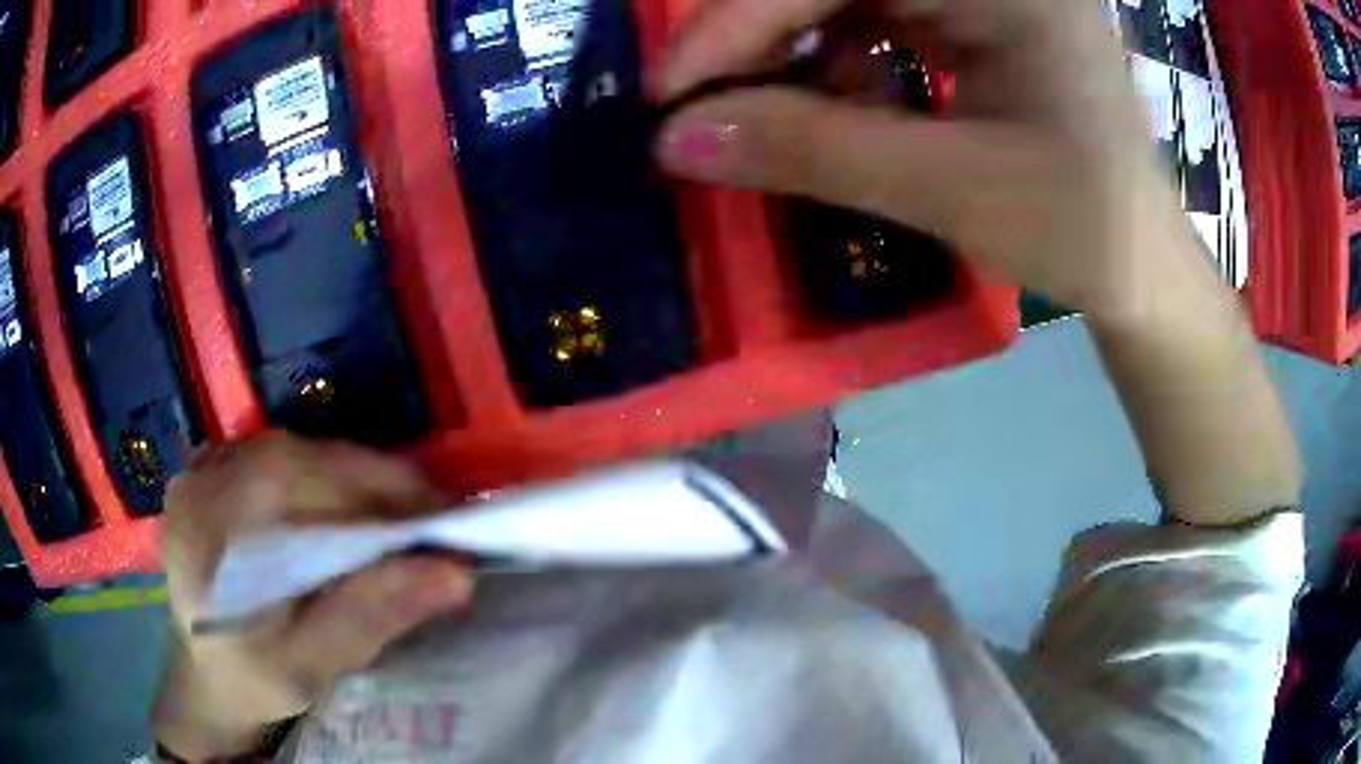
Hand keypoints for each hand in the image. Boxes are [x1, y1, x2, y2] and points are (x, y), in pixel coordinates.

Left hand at [152, 434, 474, 760]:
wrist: (206, 677)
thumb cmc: (253, 680)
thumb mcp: (311, 667)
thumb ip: (370, 617)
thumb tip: (454, 573)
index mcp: (208, 527)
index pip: (297, 480)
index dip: (375, 490)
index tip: (443, 518)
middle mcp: (201, 479)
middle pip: (300, 457)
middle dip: (374, 482)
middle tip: (432, 518)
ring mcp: (205, 469)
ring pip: (296, 452)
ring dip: (355, 479)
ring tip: (402, 516)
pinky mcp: (217, 473)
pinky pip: (283, 461)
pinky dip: (327, 480)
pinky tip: (352, 511)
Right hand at [655, 0, 1194, 317]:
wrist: (1143, 269)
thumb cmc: (1080, 231)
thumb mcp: (951, 189)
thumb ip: (813, 151)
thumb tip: (676, 140)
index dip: (737, 22)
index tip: (672, 92)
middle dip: (761, 36)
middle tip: (705, 103)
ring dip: (798, 52)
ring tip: (768, 112)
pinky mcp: (979, 22)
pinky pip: (882, 20)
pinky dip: (842, 63)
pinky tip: (840, 109)